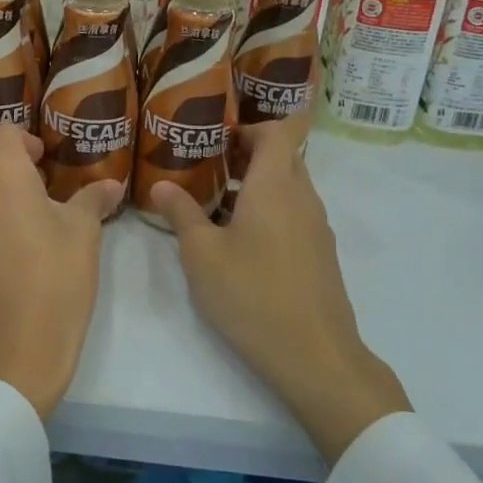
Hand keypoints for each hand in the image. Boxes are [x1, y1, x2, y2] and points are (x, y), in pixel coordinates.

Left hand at [0, 124, 121, 419]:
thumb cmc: (54, 282)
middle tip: (43, 186)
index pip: (6, 132)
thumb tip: (111, 184)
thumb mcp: (84, 235)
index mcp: (1, 173)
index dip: (28, 140)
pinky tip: (9, 244)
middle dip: (10, 163)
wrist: (9, 351)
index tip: (48, 160)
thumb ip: (93, 199)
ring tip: (28, 216)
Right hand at [152, 120, 410, 462]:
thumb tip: (161, 185)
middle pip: (283, 157)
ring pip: (289, 187)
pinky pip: (295, 213)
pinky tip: (241, 242)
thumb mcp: (201, 254)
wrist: (315, 355)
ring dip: (257, 185)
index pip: (277, 131)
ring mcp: (317, 227)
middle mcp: (303, 197)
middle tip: (208, 168)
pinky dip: (270, 211)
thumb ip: (181, 213)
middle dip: (247, 155)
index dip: (248, 127)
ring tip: (216, 205)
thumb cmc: (251, 294)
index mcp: (275, 186)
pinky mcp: (321, 254)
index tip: (216, 139)